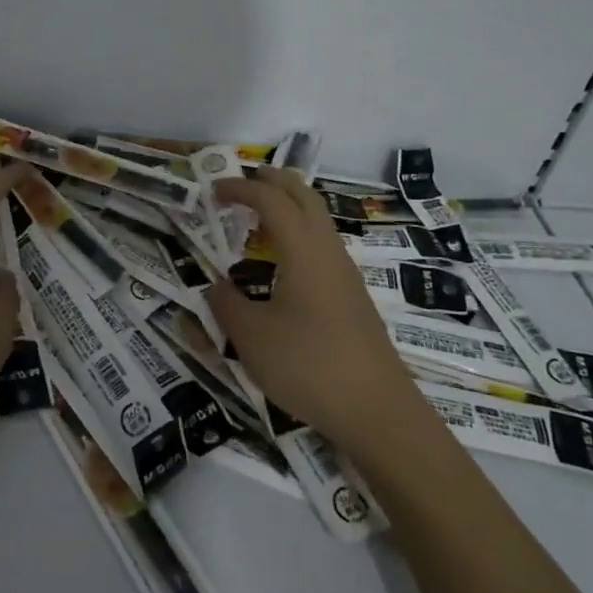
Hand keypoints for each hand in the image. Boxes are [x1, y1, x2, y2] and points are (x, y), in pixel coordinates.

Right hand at [207, 167, 414, 458]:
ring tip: (256, 220)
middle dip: (272, 181)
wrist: (379, 412)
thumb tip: (218, 286)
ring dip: (288, 206)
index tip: (213, 190)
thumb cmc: (310, 366)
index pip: (270, 199)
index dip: (240, 188)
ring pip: (317, 219)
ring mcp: (345, 273)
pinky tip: (281, 263)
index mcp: (303, 250)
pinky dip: (298, 232)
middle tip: (242, 183)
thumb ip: (226, 305)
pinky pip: (322, 244)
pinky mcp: (352, 296)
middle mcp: (328, 251)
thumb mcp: (252, 338)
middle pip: (304, 195)